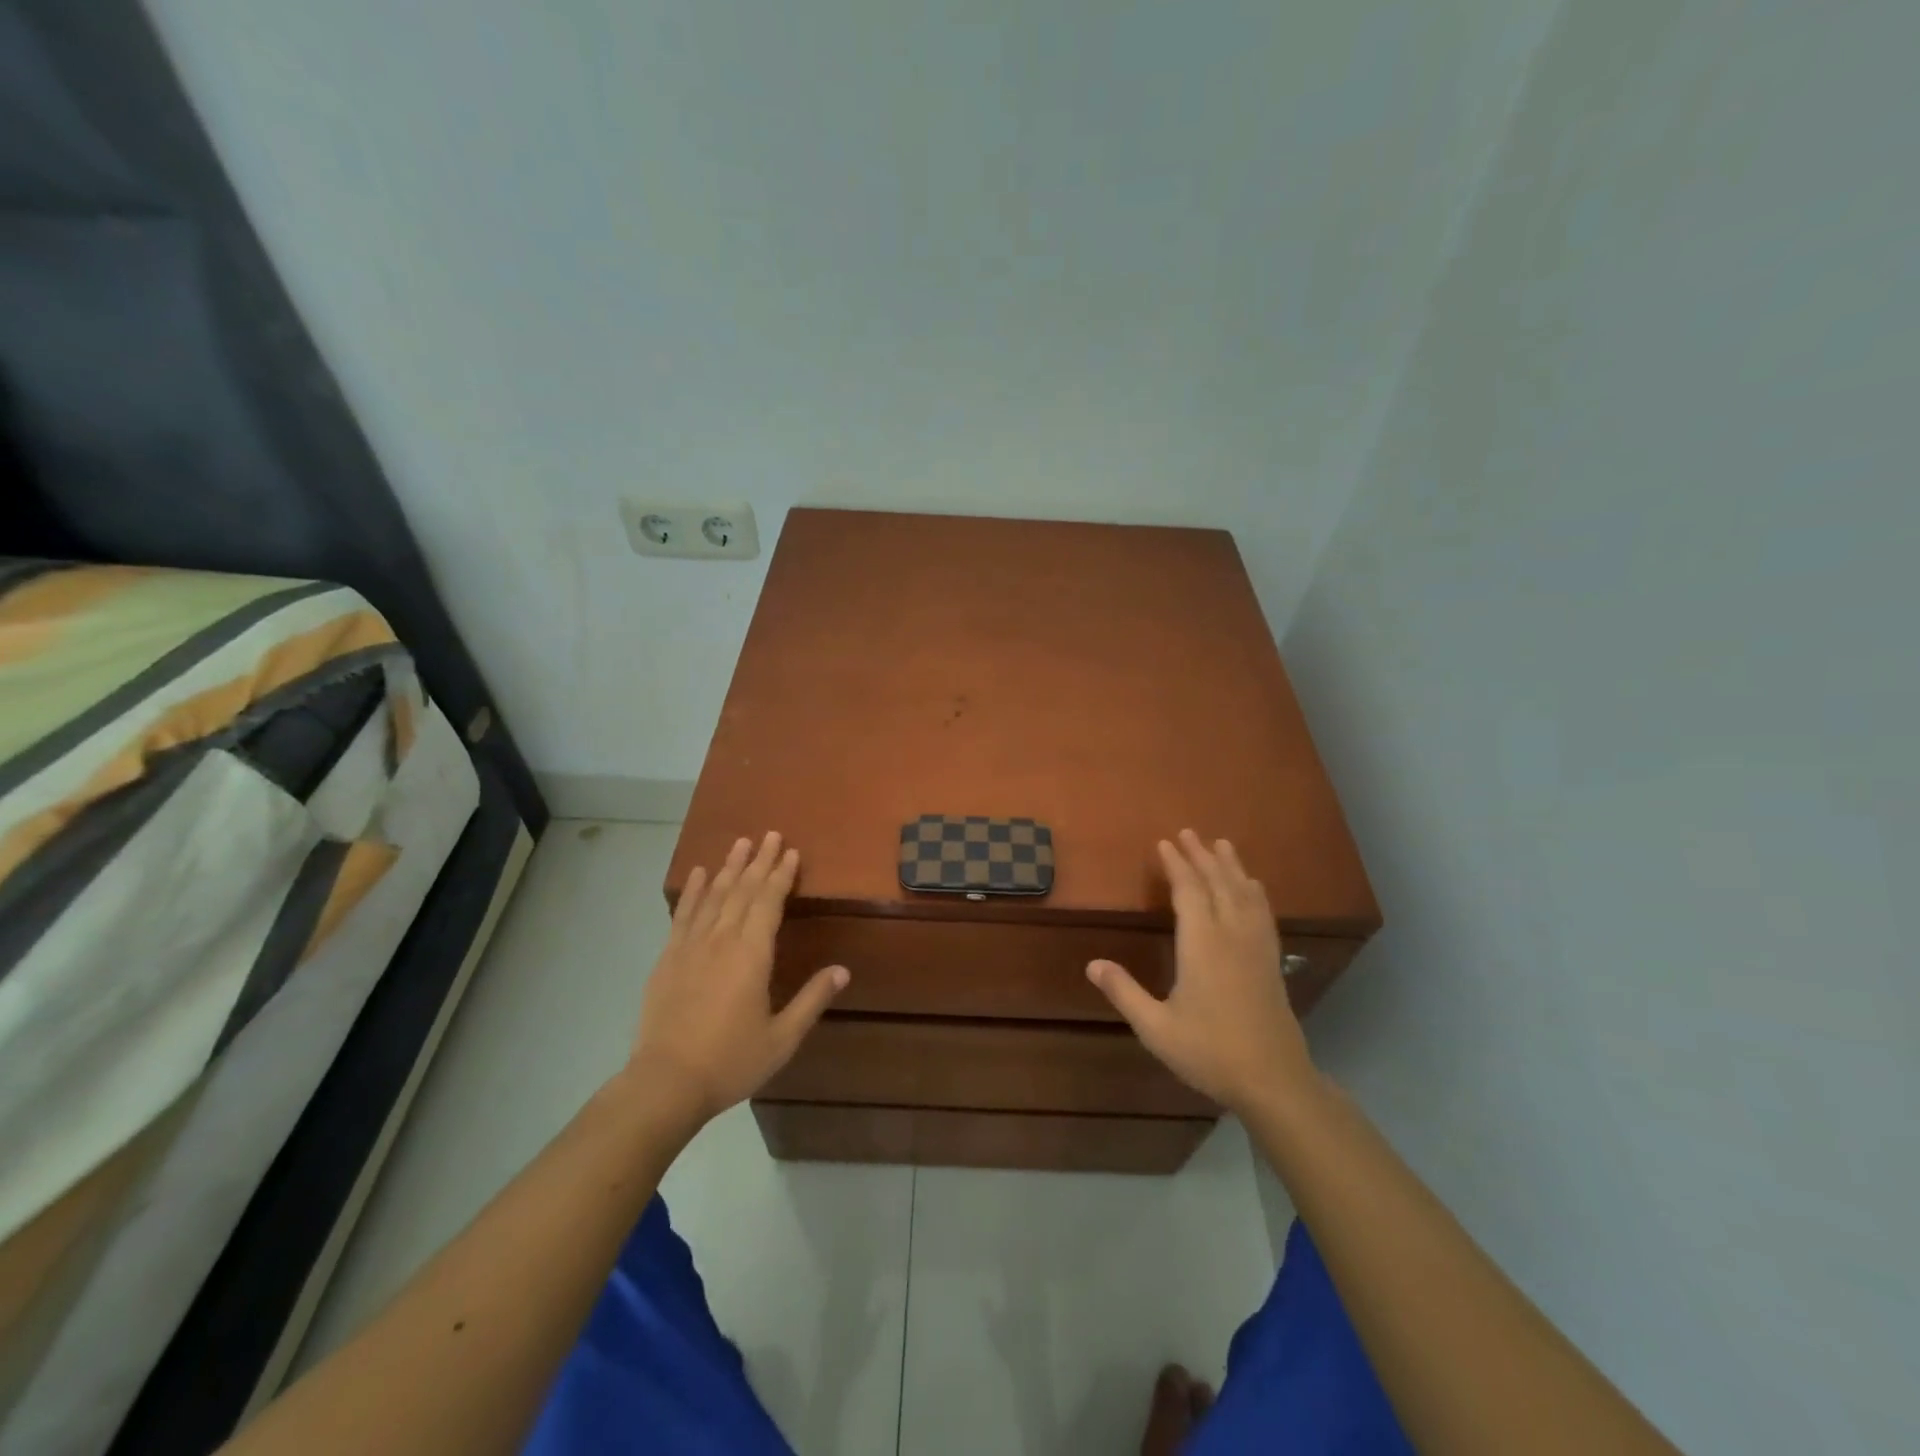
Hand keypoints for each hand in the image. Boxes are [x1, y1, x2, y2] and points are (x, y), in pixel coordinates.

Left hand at [629, 832, 847, 1125]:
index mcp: (752, 954)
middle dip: (760, 861)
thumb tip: (843, 970)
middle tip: (771, 834)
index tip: (791, 852)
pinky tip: (698, 874)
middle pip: (743, 890)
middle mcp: (722, 940)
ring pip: (714, 895)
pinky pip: (683, 915)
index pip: (769, 902)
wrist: (665, 1082)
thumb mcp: (782, 1038)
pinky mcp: (668, 958)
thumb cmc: (730, 1061)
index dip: (781, 875)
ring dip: (729, 867)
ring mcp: (691, 946)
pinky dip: (692, 891)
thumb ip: (812, 1000)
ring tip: (741, 843)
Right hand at [1087, 829, 1315, 1116]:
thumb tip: (1091, 964)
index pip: (1189, 892)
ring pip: (1245, 893)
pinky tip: (1253, 887)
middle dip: (1202, 856)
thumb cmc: (1210, 1052)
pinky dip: (1254, 891)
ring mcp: (1256, 947)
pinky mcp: (1271, 961)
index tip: (1165, 843)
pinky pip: (1263, 912)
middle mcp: (1232, 936)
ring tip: (1222, 845)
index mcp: (1202, 945)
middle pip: (1218, 884)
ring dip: (1231, 866)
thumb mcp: (1156, 1028)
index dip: (1177, 865)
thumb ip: (1124, 992)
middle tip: (1188, 832)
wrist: (1274, 1080)